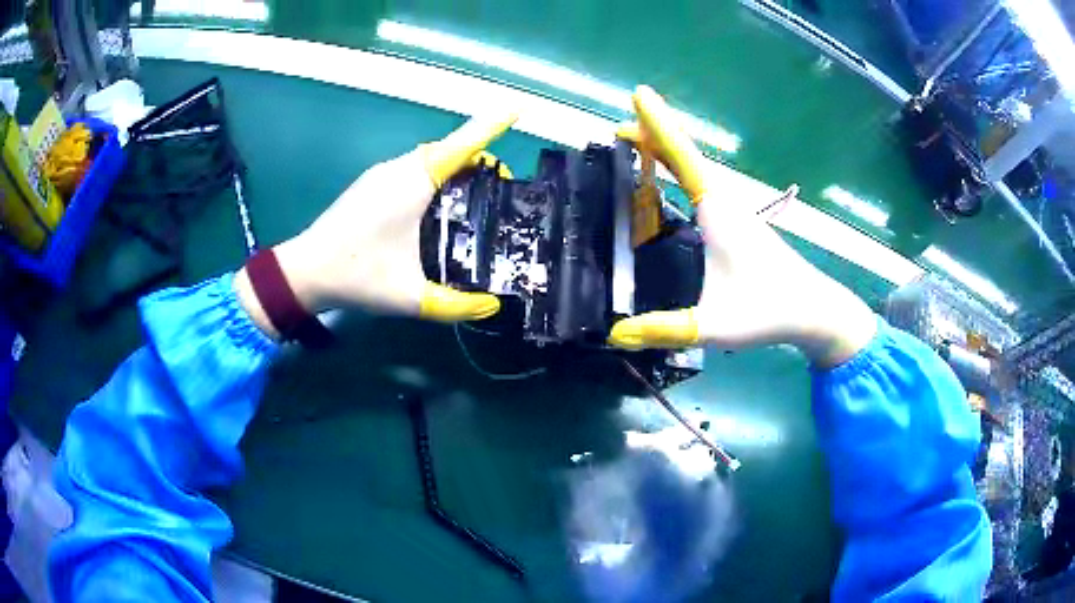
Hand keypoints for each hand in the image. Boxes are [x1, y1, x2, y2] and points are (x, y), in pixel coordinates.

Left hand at [235, 113, 516, 336]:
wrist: (305, 272)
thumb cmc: (357, 275)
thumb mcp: (411, 296)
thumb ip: (456, 305)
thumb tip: (492, 307)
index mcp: (413, 183)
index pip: (462, 145)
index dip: (491, 126)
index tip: (517, 110)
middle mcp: (399, 168)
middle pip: (449, 149)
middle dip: (480, 159)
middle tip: (502, 192)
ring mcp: (382, 174)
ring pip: (431, 158)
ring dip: (457, 168)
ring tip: (477, 199)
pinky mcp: (372, 184)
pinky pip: (414, 168)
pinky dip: (436, 176)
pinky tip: (440, 206)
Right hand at [608, 86, 875, 366]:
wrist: (814, 310)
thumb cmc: (769, 310)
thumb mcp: (714, 325)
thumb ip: (665, 330)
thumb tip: (614, 335)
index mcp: (717, 212)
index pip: (682, 156)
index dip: (658, 124)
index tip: (638, 93)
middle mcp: (724, 202)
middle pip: (683, 155)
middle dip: (652, 135)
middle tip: (617, 131)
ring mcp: (733, 212)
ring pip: (694, 169)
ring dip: (664, 152)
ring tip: (635, 148)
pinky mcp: (737, 224)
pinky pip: (700, 185)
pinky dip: (678, 172)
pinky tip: (669, 185)